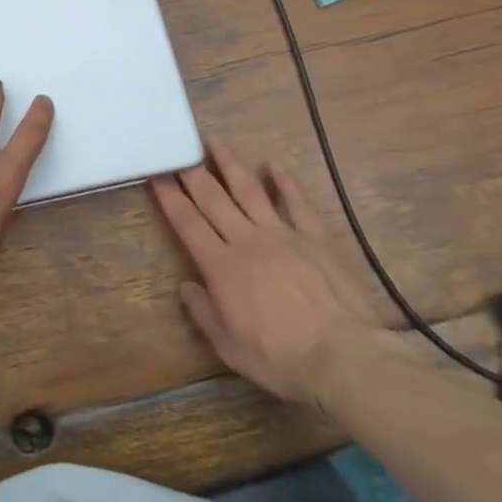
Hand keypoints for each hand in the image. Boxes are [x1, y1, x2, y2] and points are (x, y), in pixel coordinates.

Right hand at [152, 138, 390, 406]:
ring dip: (231, 164)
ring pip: (250, 190)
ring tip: (215, 141)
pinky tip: (274, 166)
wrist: (344, 358)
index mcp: (222, 267)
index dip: (169, 197)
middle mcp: (247, 240)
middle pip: (213, 198)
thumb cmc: (281, 359)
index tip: (156, 174)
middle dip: (192, 171)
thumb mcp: (230, 348)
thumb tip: (186, 286)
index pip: (187, 223)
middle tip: (179, 148)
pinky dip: (285, 182)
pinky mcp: (315, 237)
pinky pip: (297, 202)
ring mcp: (283, 234)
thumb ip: (204, 313)